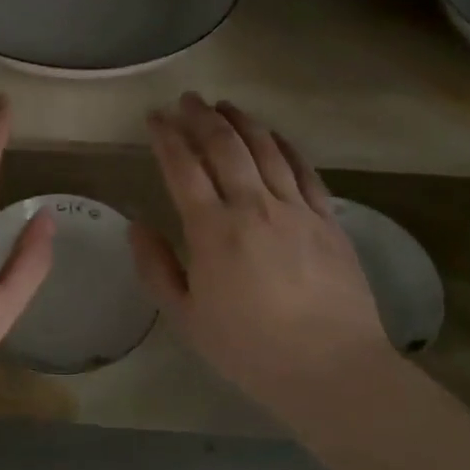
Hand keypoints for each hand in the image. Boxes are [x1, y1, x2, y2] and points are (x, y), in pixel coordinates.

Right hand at [131, 95, 397, 432]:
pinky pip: (304, 168)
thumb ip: (156, 268)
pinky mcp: (328, 218)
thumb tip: (137, 226)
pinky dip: (285, 144)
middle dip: (201, 116)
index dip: (166, 137)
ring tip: (224, 105)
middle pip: (224, 145)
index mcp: (212, 230)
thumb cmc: (250, 349)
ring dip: (241, 121)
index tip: (154, 117)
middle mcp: (253, 206)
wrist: (332, 369)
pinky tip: (274, 134)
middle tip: (186, 100)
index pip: (183, 167)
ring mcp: (296, 208)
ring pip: (265, 148)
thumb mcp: (186, 319)